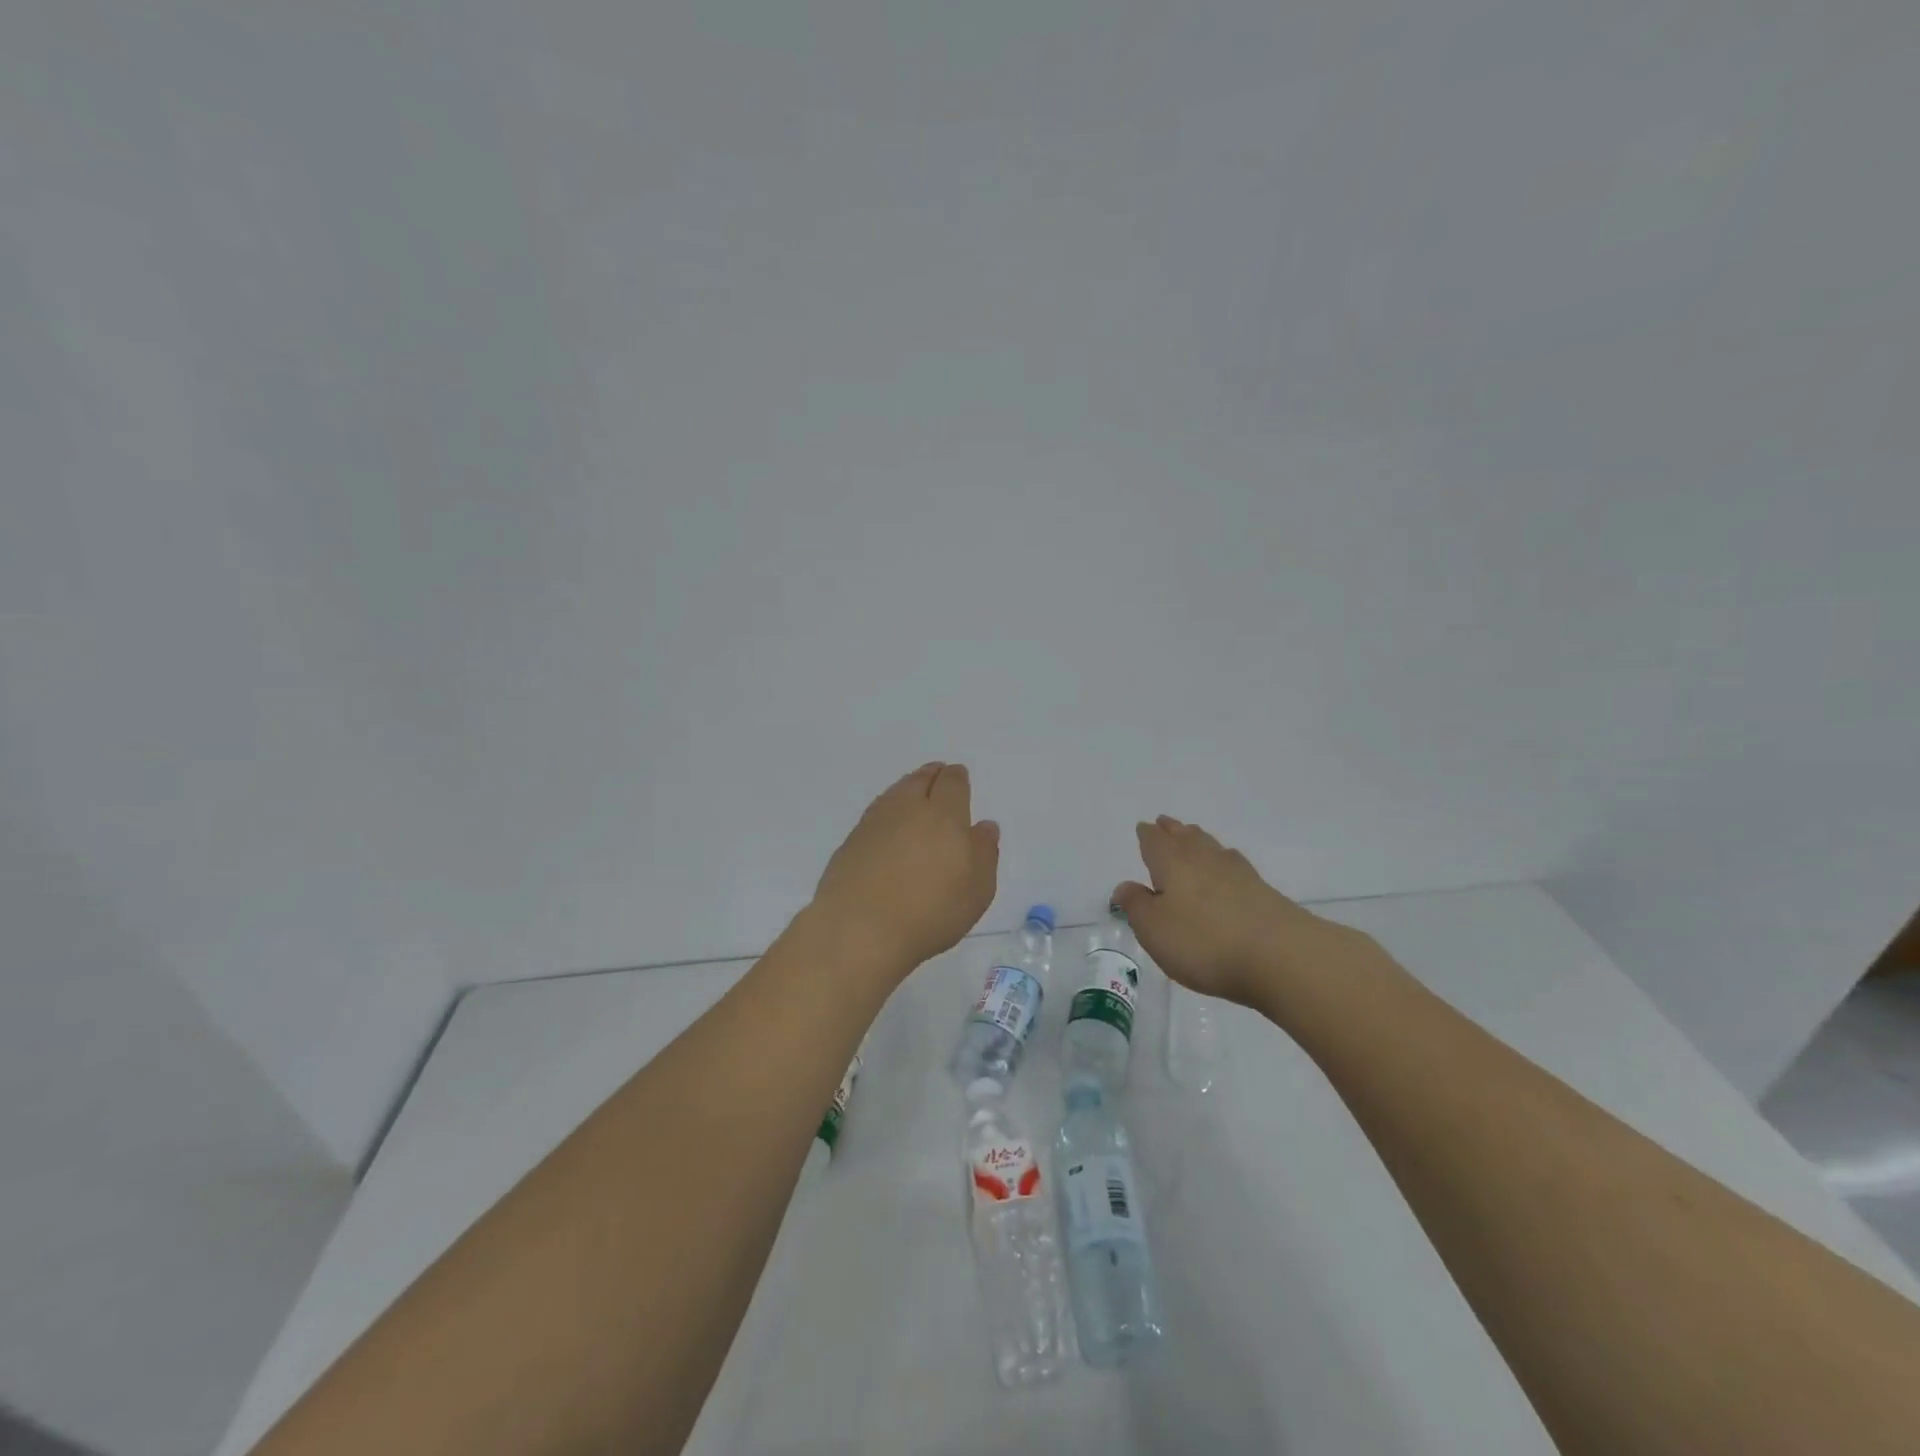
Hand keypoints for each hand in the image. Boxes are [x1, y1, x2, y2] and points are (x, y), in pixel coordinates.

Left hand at [810, 762, 999, 976]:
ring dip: (907, 789)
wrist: (859, 930)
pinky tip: (888, 826)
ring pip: (894, 793)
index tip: (959, 777)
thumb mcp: (977, 890)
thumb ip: (985, 853)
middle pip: (920, 780)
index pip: (952, 783)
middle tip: (937, 777)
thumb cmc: (930, 912)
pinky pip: (875, 814)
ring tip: (913, 796)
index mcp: (944, 815)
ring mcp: (874, 823)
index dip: (957, 778)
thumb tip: (985, 826)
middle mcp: (907, 809)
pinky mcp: (850, 842)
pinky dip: (886, 812)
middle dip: (931, 776)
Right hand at [1114, 816, 1390, 1006]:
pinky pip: (1234, 866)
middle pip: (1186, 838)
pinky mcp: (1263, 892)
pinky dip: (1224, 861)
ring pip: (1212, 848)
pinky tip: (1228, 868)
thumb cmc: (1204, 941)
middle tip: (1166, 823)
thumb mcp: (1154, 929)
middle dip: (1173, 830)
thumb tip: (1125, 885)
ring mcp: (1238, 874)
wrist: (1281, 957)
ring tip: (1192, 836)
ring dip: (1198, 840)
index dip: (1147, 835)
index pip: (1155, 842)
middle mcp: (1204, 860)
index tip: (1144, 827)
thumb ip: (1137, 905)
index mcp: (1173, 863)